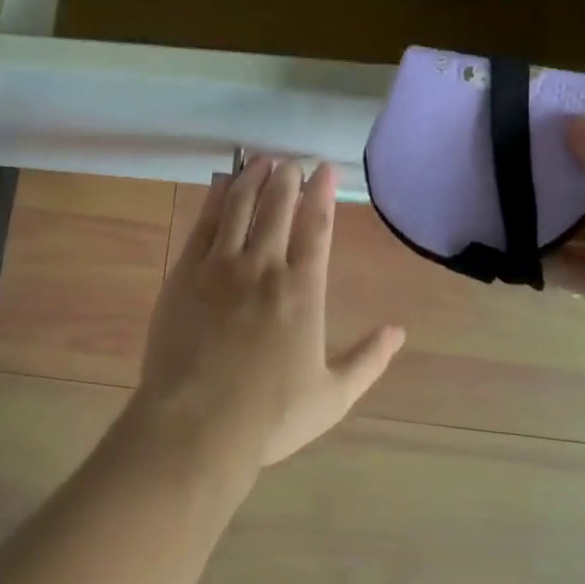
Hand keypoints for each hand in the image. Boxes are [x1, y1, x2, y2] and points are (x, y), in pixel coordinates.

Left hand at [127, 157, 404, 470]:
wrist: (196, 424)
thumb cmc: (269, 416)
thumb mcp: (332, 397)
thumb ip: (367, 360)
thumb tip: (398, 331)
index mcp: (302, 291)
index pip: (316, 226)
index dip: (322, 193)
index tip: (325, 169)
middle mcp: (263, 267)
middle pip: (277, 207)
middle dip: (287, 178)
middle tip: (292, 162)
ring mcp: (220, 266)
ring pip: (240, 206)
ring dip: (252, 178)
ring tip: (260, 159)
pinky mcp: (186, 272)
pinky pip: (204, 223)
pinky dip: (216, 198)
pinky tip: (222, 184)